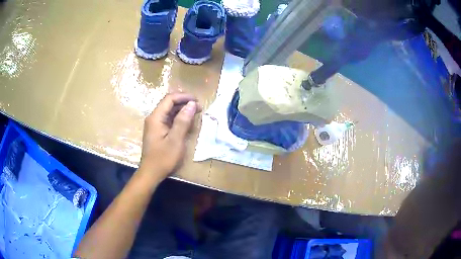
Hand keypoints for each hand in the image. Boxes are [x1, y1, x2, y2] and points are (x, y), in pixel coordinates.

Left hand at [138, 93, 199, 182]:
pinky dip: (179, 118)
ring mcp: (155, 125)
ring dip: (182, 110)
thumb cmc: (163, 158)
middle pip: (169, 103)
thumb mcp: (176, 140)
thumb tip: (192, 104)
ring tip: (196, 113)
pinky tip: (187, 122)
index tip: (197, 101)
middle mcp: (154, 118)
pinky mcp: (158, 131)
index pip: (170, 99)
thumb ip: (183, 121)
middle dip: (184, 103)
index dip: (184, 97)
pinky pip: (169, 120)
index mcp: (156, 117)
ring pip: (169, 111)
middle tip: (199, 108)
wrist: (152, 173)